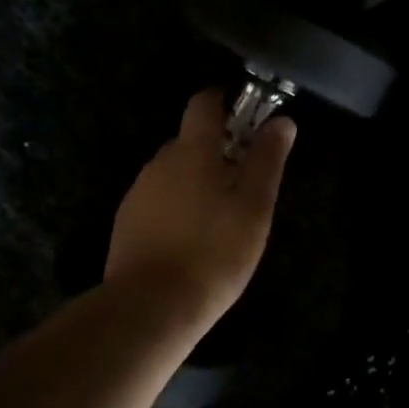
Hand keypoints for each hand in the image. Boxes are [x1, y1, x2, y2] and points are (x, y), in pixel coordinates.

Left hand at [106, 89, 296, 325]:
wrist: (151, 305)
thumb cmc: (214, 252)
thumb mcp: (254, 207)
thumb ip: (267, 160)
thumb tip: (281, 121)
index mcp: (192, 151)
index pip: (204, 103)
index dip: (224, 102)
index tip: (245, 117)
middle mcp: (159, 162)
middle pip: (189, 141)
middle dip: (215, 151)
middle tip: (243, 183)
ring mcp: (138, 192)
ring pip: (173, 173)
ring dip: (196, 182)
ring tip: (219, 219)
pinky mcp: (126, 222)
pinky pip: (157, 201)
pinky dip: (176, 208)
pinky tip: (190, 240)